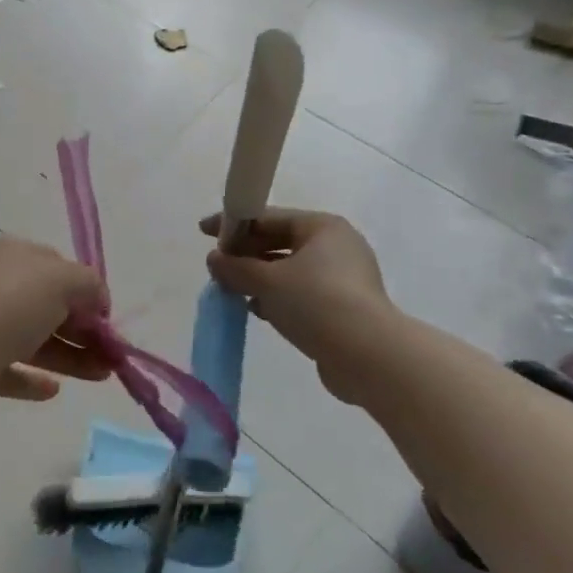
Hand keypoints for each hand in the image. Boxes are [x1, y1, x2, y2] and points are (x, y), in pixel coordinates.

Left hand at [0, 237, 111, 426]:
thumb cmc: (6, 306)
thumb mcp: (60, 280)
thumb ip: (89, 284)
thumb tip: (98, 301)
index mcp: (14, 256)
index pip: (59, 268)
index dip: (88, 292)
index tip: (108, 320)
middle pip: (50, 307)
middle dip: (85, 330)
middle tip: (113, 357)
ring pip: (36, 341)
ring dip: (71, 356)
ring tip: (103, 376)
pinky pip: (13, 371)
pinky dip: (35, 379)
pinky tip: (54, 390)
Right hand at [201, 208, 392, 404]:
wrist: (367, 356)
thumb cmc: (315, 302)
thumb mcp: (266, 281)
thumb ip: (235, 267)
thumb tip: (214, 260)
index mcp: (323, 227)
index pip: (268, 217)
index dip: (233, 223)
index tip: (204, 231)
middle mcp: (337, 246)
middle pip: (280, 242)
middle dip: (246, 254)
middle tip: (217, 266)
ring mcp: (345, 278)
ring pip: (290, 270)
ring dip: (260, 278)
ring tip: (233, 290)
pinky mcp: (346, 308)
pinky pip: (302, 294)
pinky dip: (278, 298)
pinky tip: (258, 311)